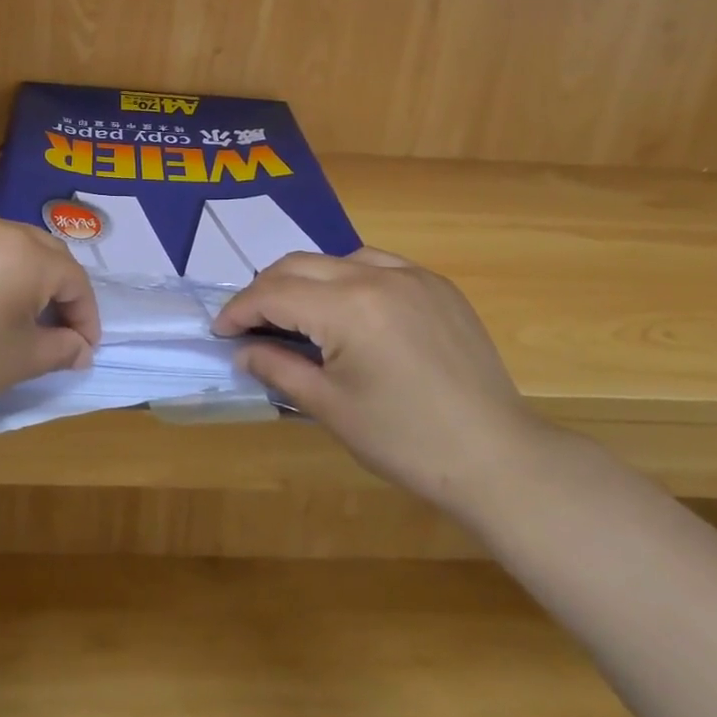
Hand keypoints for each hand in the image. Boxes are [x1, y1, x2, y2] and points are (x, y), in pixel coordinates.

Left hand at [0, 214, 98, 448]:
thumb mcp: (18, 363)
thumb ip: (61, 348)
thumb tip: (81, 347)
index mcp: (25, 254)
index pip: (74, 279)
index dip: (86, 316)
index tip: (85, 348)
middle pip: (44, 252)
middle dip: (59, 290)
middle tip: (57, 330)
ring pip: (7, 244)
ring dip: (24, 275)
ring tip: (17, 314)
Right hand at [213, 249, 547, 510]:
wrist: (496, 457)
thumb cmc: (404, 441)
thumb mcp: (329, 407)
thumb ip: (278, 368)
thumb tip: (243, 351)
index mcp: (349, 308)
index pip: (274, 294)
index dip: (239, 311)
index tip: (220, 331)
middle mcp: (378, 277)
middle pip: (299, 265)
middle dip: (264, 290)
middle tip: (249, 323)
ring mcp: (413, 276)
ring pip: (336, 258)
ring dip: (304, 280)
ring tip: (294, 314)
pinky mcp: (438, 286)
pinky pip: (376, 264)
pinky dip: (347, 278)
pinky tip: (347, 308)